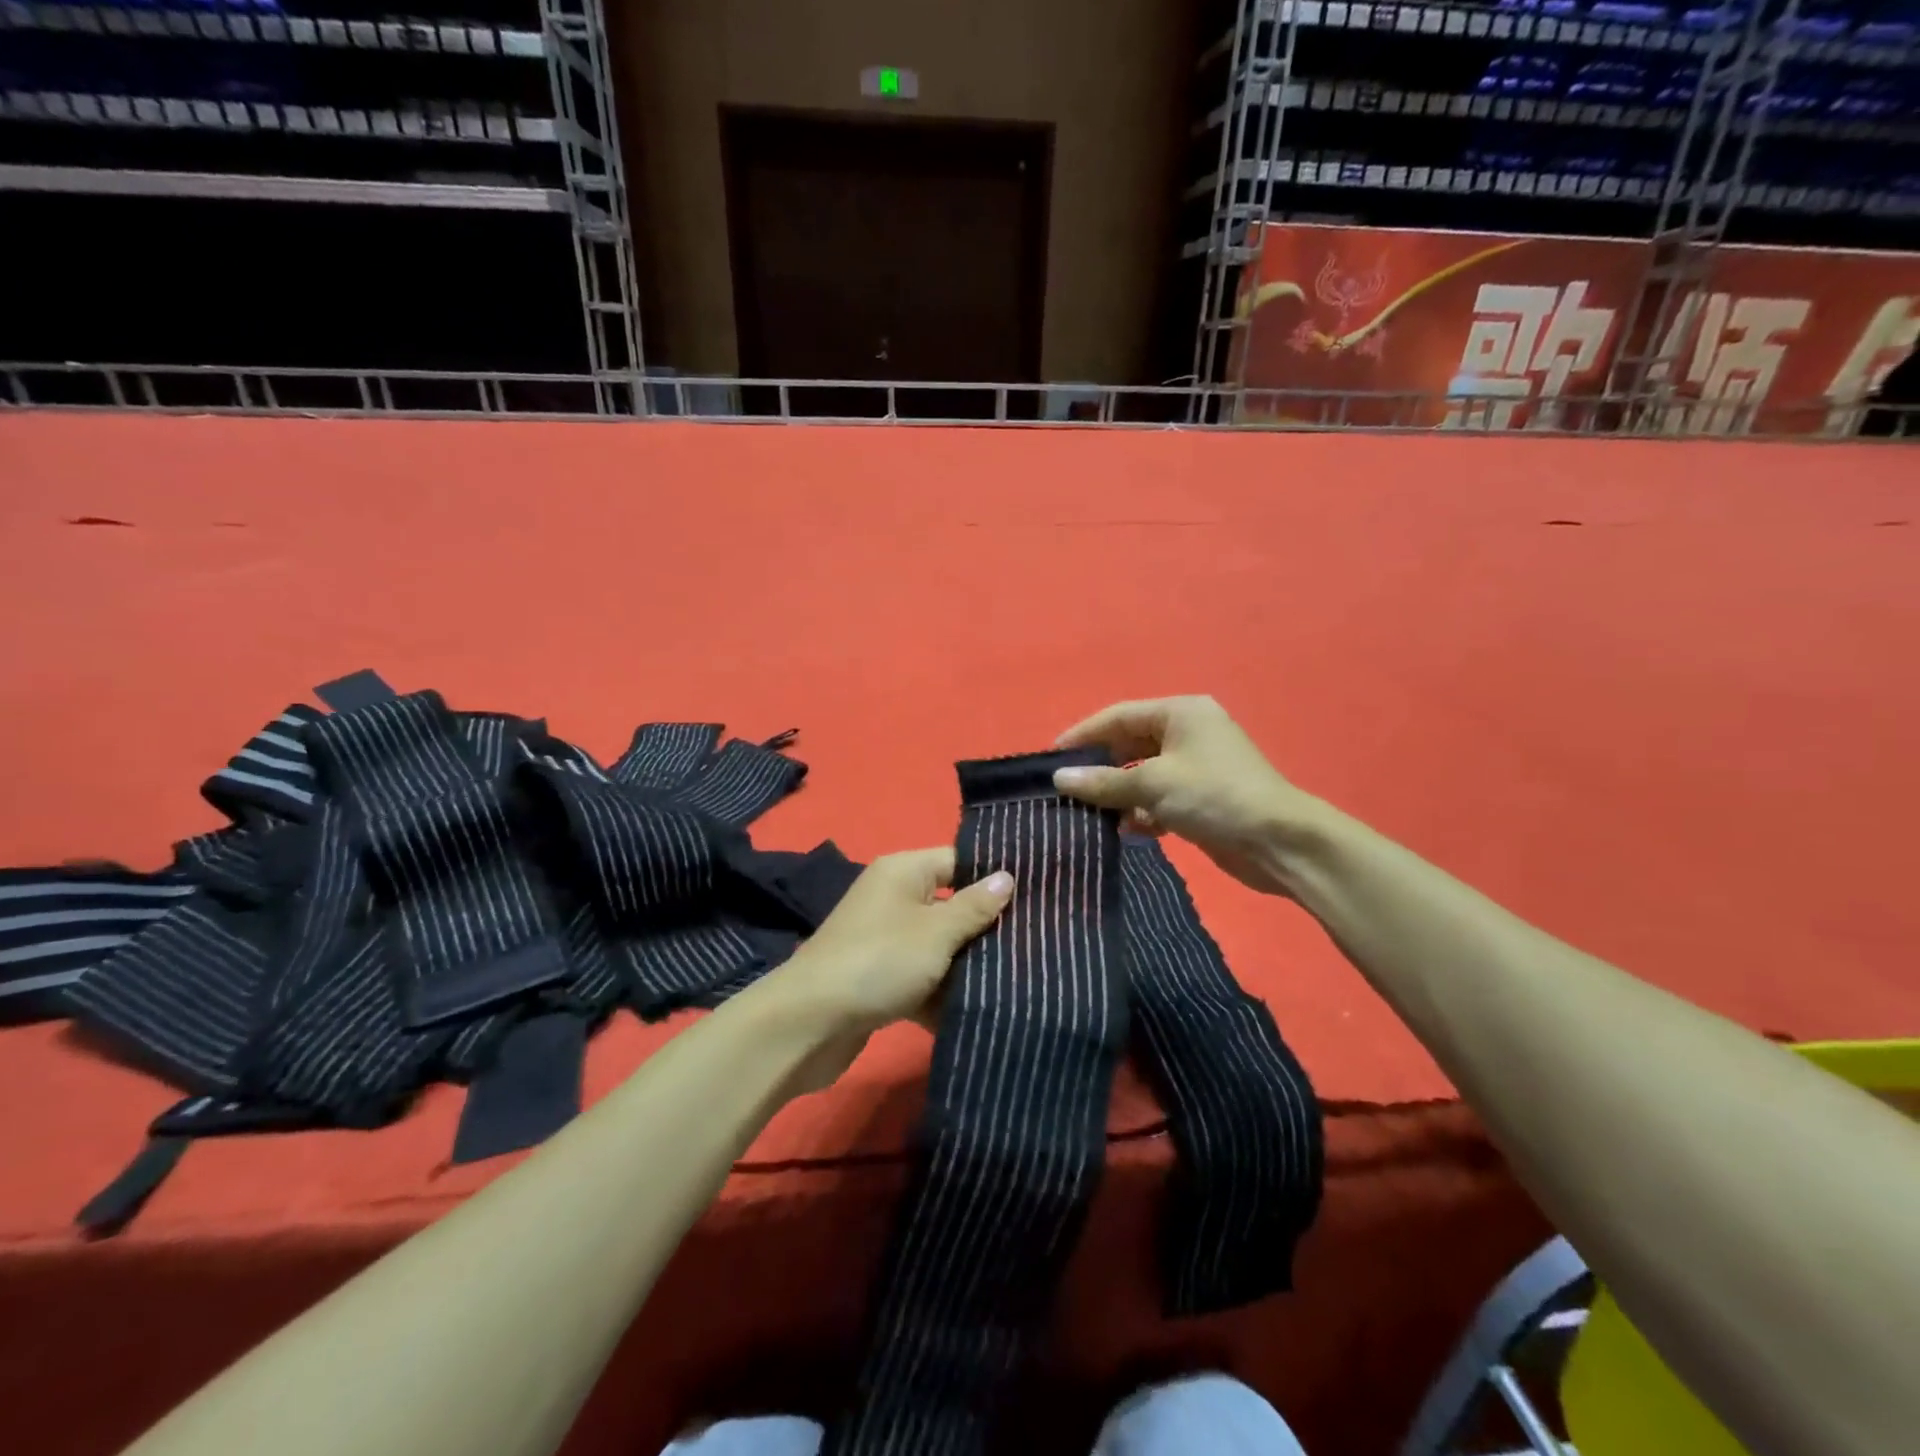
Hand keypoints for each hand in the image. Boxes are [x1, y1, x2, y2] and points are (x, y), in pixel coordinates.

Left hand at [763, 848, 1013, 1094]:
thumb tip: (1007, 876)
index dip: (995, 877)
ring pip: (939, 946)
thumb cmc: (879, 961)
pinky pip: (922, 978)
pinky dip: (943, 994)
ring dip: (968, 965)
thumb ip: (975, 907)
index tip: (1037, 897)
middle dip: (987, 927)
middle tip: (1036, 943)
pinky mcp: (880, 978)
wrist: (809, 1024)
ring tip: (1019, 979)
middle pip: (951, 905)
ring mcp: (885, 940)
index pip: (959, 861)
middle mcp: (893, 898)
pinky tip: (980, 1011)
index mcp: (903, 871)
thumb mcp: (936, 932)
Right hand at [1052, 696, 1312, 895]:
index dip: (1083, 735)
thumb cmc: (1214, 797)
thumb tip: (1059, 780)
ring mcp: (1197, 766)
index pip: (1118, 716)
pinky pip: (1160, 797)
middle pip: (1130, 745)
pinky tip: (1127, 830)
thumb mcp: (1153, 785)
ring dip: (1119, 794)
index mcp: (1180, 713)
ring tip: (1091, 814)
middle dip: (1100, 769)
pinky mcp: (1202, 797)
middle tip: (1066, 790)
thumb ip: (1103, 781)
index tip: (1050, 758)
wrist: (1280, 843)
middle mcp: (1188, 732)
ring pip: (1143, 775)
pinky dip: (1142, 811)